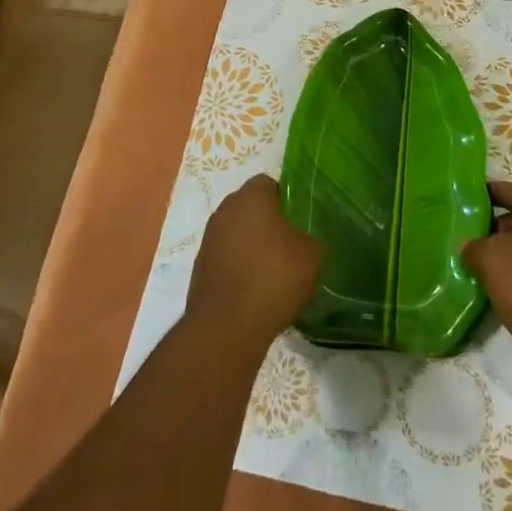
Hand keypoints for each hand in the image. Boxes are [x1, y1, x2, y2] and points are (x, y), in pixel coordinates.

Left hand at [186, 176, 322, 354]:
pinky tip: (255, 291)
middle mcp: (225, 210)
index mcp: (251, 196)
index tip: (299, 220)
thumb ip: (309, 238)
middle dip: (268, 222)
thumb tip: (301, 241)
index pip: (269, 183)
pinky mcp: (200, 267)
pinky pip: (227, 258)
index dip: (286, 199)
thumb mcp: (312, 255)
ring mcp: (209, 239)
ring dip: (252, 246)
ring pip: (237, 233)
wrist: (226, 326)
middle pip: (250, 207)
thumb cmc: (273, 278)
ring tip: (273, 273)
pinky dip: (239, 268)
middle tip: (290, 245)